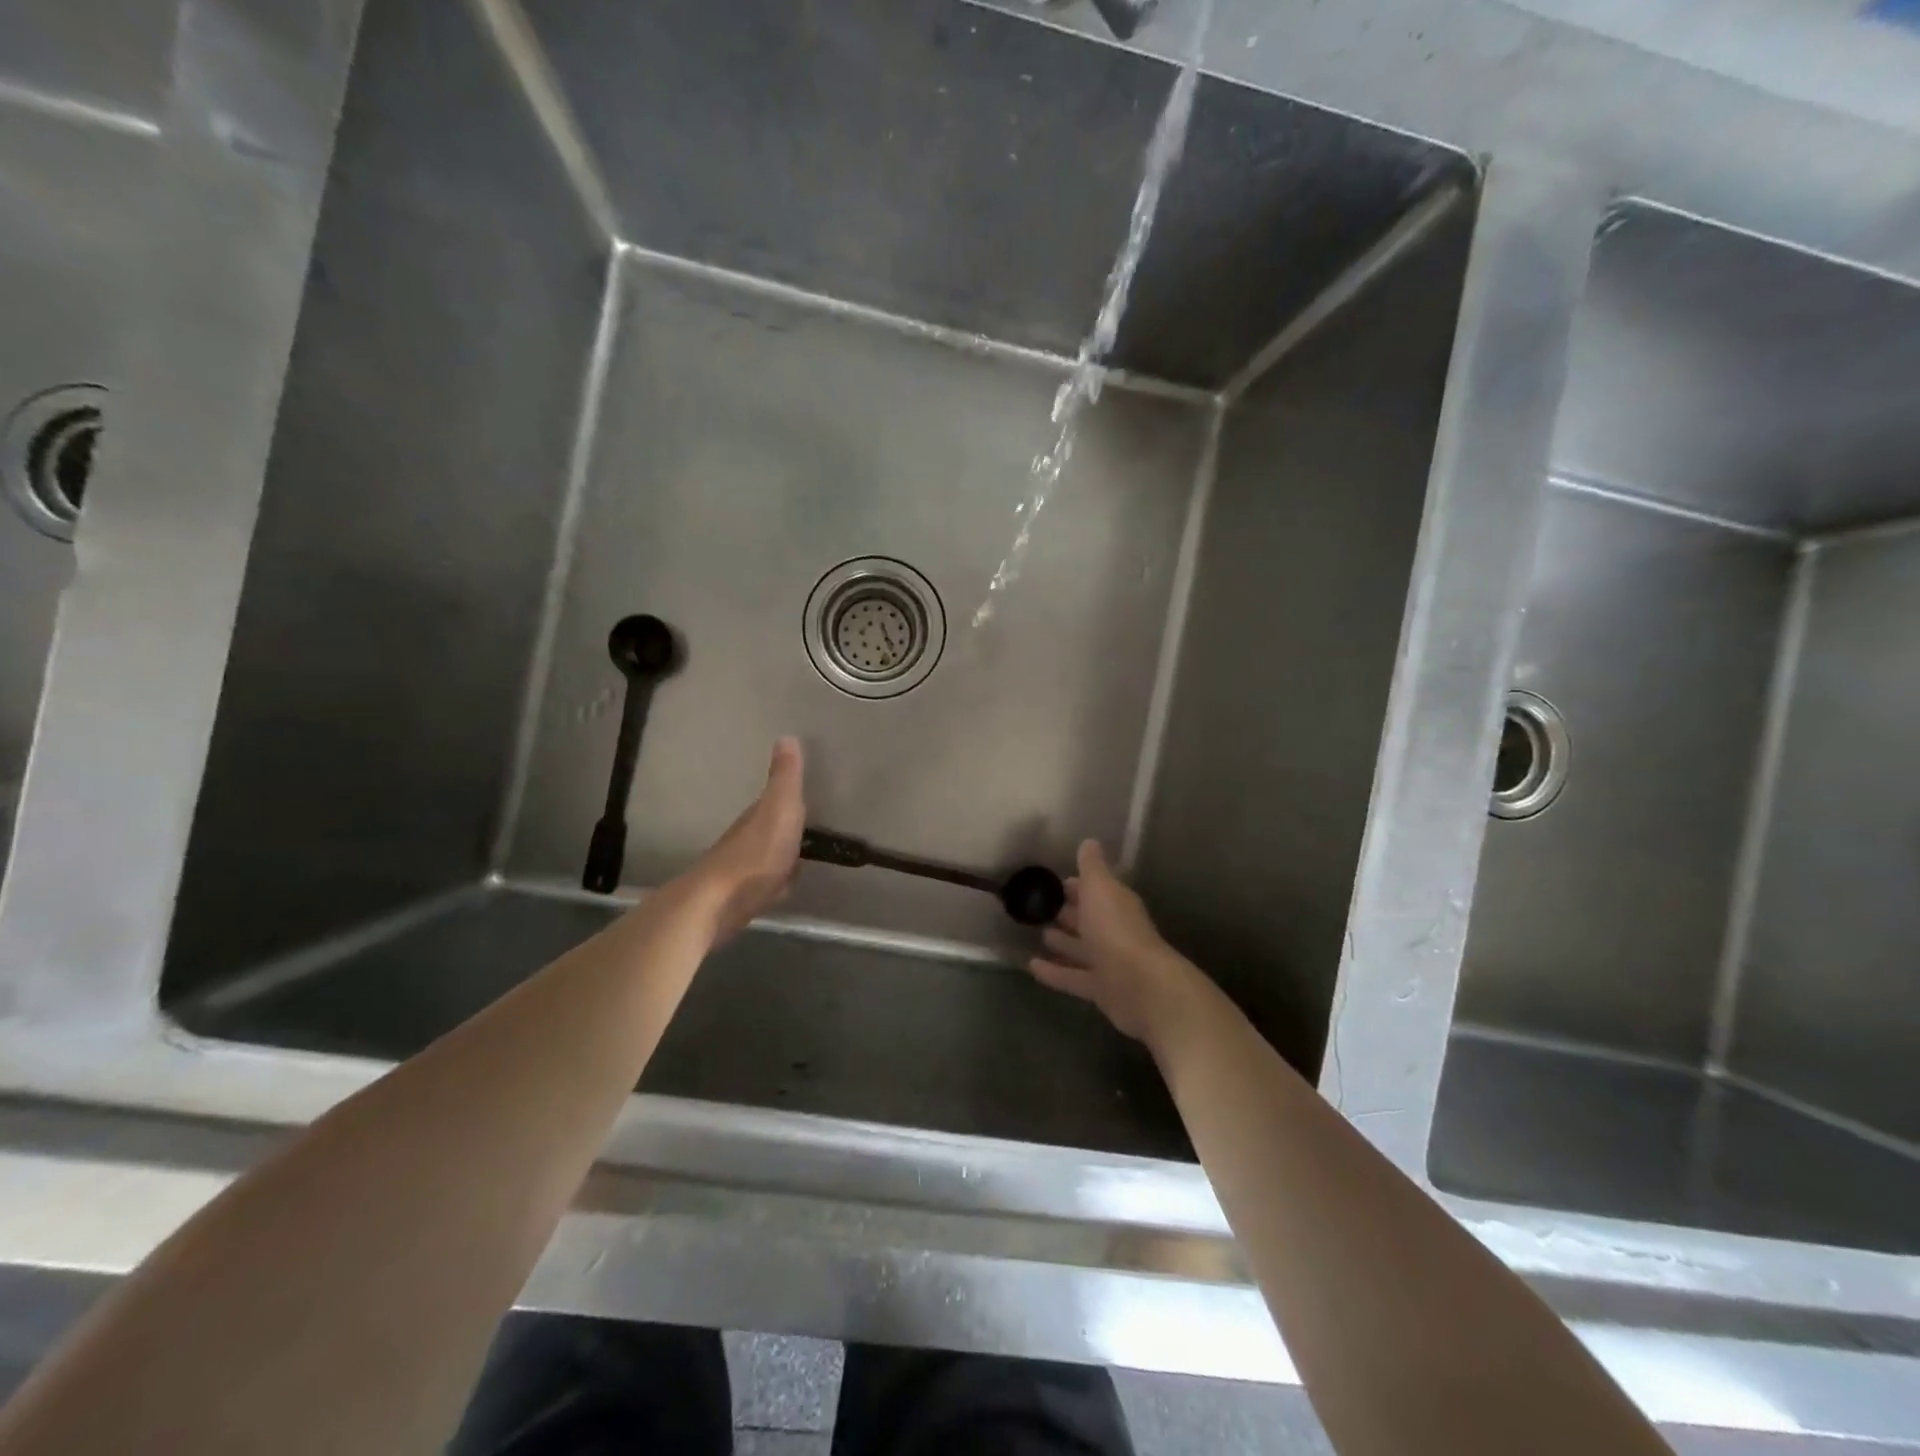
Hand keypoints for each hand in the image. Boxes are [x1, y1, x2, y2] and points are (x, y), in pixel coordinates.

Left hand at [683, 737, 805, 942]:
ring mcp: (741, 870)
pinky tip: (782, 890)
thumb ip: (786, 778)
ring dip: (780, 856)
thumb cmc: (756, 855)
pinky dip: (775, 884)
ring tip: (799, 859)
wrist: (718, 904)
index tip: (806, 796)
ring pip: (766, 857)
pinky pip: (765, 885)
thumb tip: (787, 737)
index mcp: (756, 816)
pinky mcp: (740, 899)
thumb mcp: (780, 809)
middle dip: (784, 828)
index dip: (789, 798)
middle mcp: (745, 839)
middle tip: (806, 829)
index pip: (774, 801)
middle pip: (769, 829)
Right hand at [1027, 840, 1202, 1044]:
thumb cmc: (1116, 929)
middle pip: (1088, 919)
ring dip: (1062, 942)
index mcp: (1115, 904)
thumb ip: (1092, 866)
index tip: (1054, 882)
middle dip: (1068, 912)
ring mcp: (1107, 962)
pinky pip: (1072, 977)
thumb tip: (1089, 842)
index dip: (1076, 886)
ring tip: (1038, 934)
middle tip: (1040, 907)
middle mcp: (1113, 931)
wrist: (1140, 986)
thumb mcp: (1100, 888)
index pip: (1095, 890)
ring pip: (1080, 949)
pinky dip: (1053, 973)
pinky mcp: (1100, 989)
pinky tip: (1030, 967)